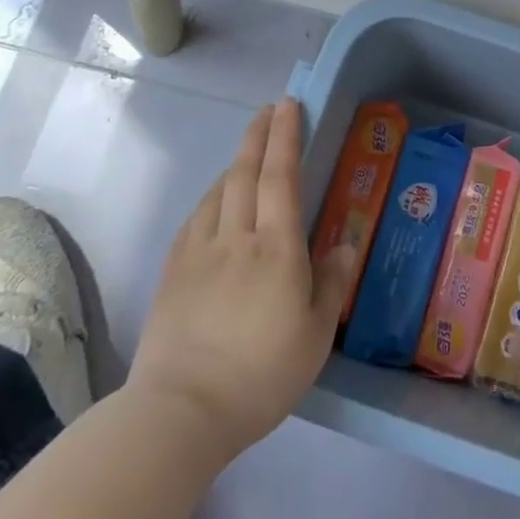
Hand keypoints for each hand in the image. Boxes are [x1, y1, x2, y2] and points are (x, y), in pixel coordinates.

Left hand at [128, 100, 358, 456]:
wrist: (180, 412)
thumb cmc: (260, 375)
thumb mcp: (314, 336)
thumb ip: (331, 284)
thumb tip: (346, 243)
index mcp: (276, 249)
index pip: (281, 177)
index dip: (285, 137)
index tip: (289, 106)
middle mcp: (236, 238)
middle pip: (245, 173)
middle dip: (258, 135)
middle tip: (269, 109)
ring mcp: (198, 253)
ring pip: (218, 193)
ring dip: (235, 165)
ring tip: (248, 155)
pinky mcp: (173, 273)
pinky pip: (195, 219)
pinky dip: (210, 199)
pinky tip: (214, 203)